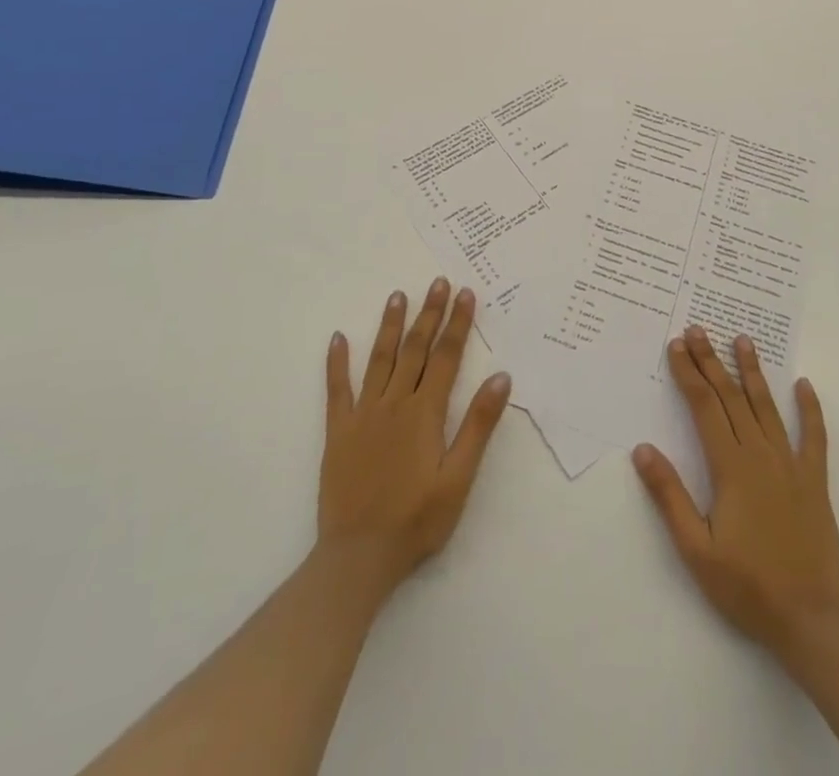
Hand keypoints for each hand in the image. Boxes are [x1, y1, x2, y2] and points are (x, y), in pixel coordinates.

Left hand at [318, 279, 511, 603]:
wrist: (358, 557)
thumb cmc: (416, 521)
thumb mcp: (458, 479)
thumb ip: (478, 426)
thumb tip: (501, 378)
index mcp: (425, 413)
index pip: (446, 357)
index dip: (457, 324)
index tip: (465, 293)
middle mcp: (394, 403)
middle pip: (415, 349)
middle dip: (429, 314)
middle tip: (437, 282)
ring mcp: (363, 414)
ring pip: (380, 359)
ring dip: (390, 325)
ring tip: (398, 295)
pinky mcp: (339, 431)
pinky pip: (337, 389)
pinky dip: (337, 362)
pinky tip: (338, 338)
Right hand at [633, 326, 838, 657]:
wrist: (812, 621)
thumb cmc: (747, 586)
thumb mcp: (696, 549)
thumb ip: (669, 496)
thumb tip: (643, 449)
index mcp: (730, 468)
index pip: (704, 407)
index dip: (688, 374)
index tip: (676, 346)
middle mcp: (761, 455)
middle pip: (731, 397)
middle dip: (711, 361)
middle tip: (698, 330)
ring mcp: (791, 465)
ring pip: (767, 407)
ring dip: (753, 371)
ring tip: (743, 340)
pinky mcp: (814, 481)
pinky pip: (814, 437)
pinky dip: (809, 409)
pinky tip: (804, 385)